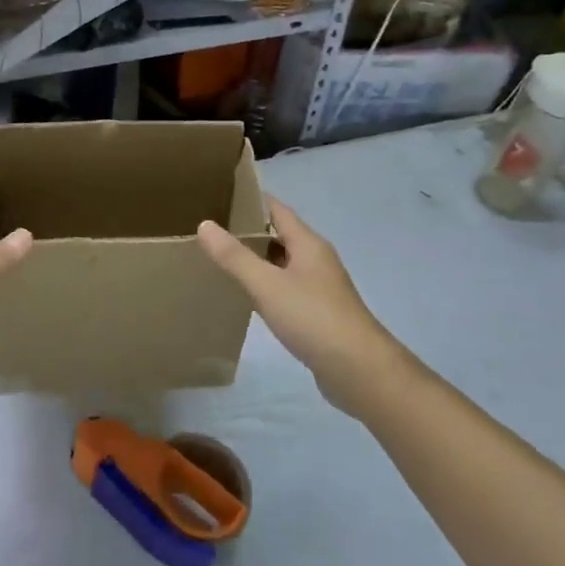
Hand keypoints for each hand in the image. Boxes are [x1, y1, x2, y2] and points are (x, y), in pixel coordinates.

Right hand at [198, 198, 409, 413]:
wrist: (359, 369)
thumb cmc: (312, 317)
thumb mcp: (266, 285)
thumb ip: (234, 256)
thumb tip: (205, 224)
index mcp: (308, 244)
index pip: (277, 210)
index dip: (250, 200)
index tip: (220, 195)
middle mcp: (317, 259)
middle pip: (281, 235)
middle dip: (250, 230)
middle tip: (212, 228)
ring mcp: (321, 288)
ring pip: (284, 263)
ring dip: (258, 259)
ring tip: (222, 258)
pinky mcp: (319, 313)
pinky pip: (287, 288)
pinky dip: (267, 285)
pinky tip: (248, 296)